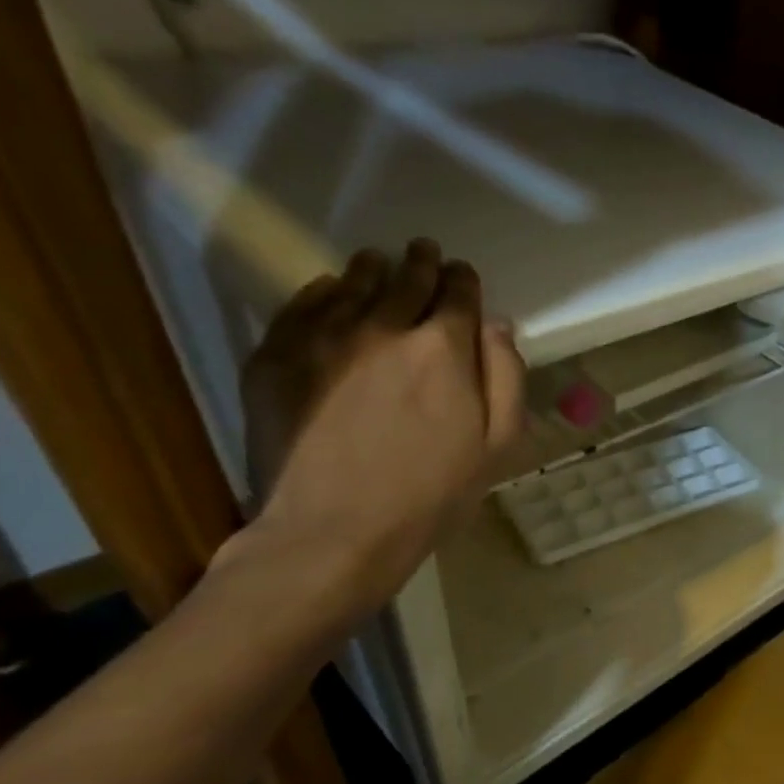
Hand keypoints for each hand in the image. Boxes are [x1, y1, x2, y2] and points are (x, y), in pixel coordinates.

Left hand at [232, 239, 524, 622]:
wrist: (336, 530)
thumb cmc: (434, 494)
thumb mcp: (499, 445)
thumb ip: (506, 377)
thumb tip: (497, 325)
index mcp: (443, 349)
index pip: (458, 294)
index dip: (464, 281)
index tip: (464, 275)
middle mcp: (383, 327)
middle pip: (407, 280)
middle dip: (422, 264)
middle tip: (425, 253)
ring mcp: (324, 338)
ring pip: (353, 284)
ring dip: (373, 269)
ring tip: (379, 263)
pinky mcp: (277, 356)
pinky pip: (303, 305)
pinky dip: (324, 291)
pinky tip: (331, 291)